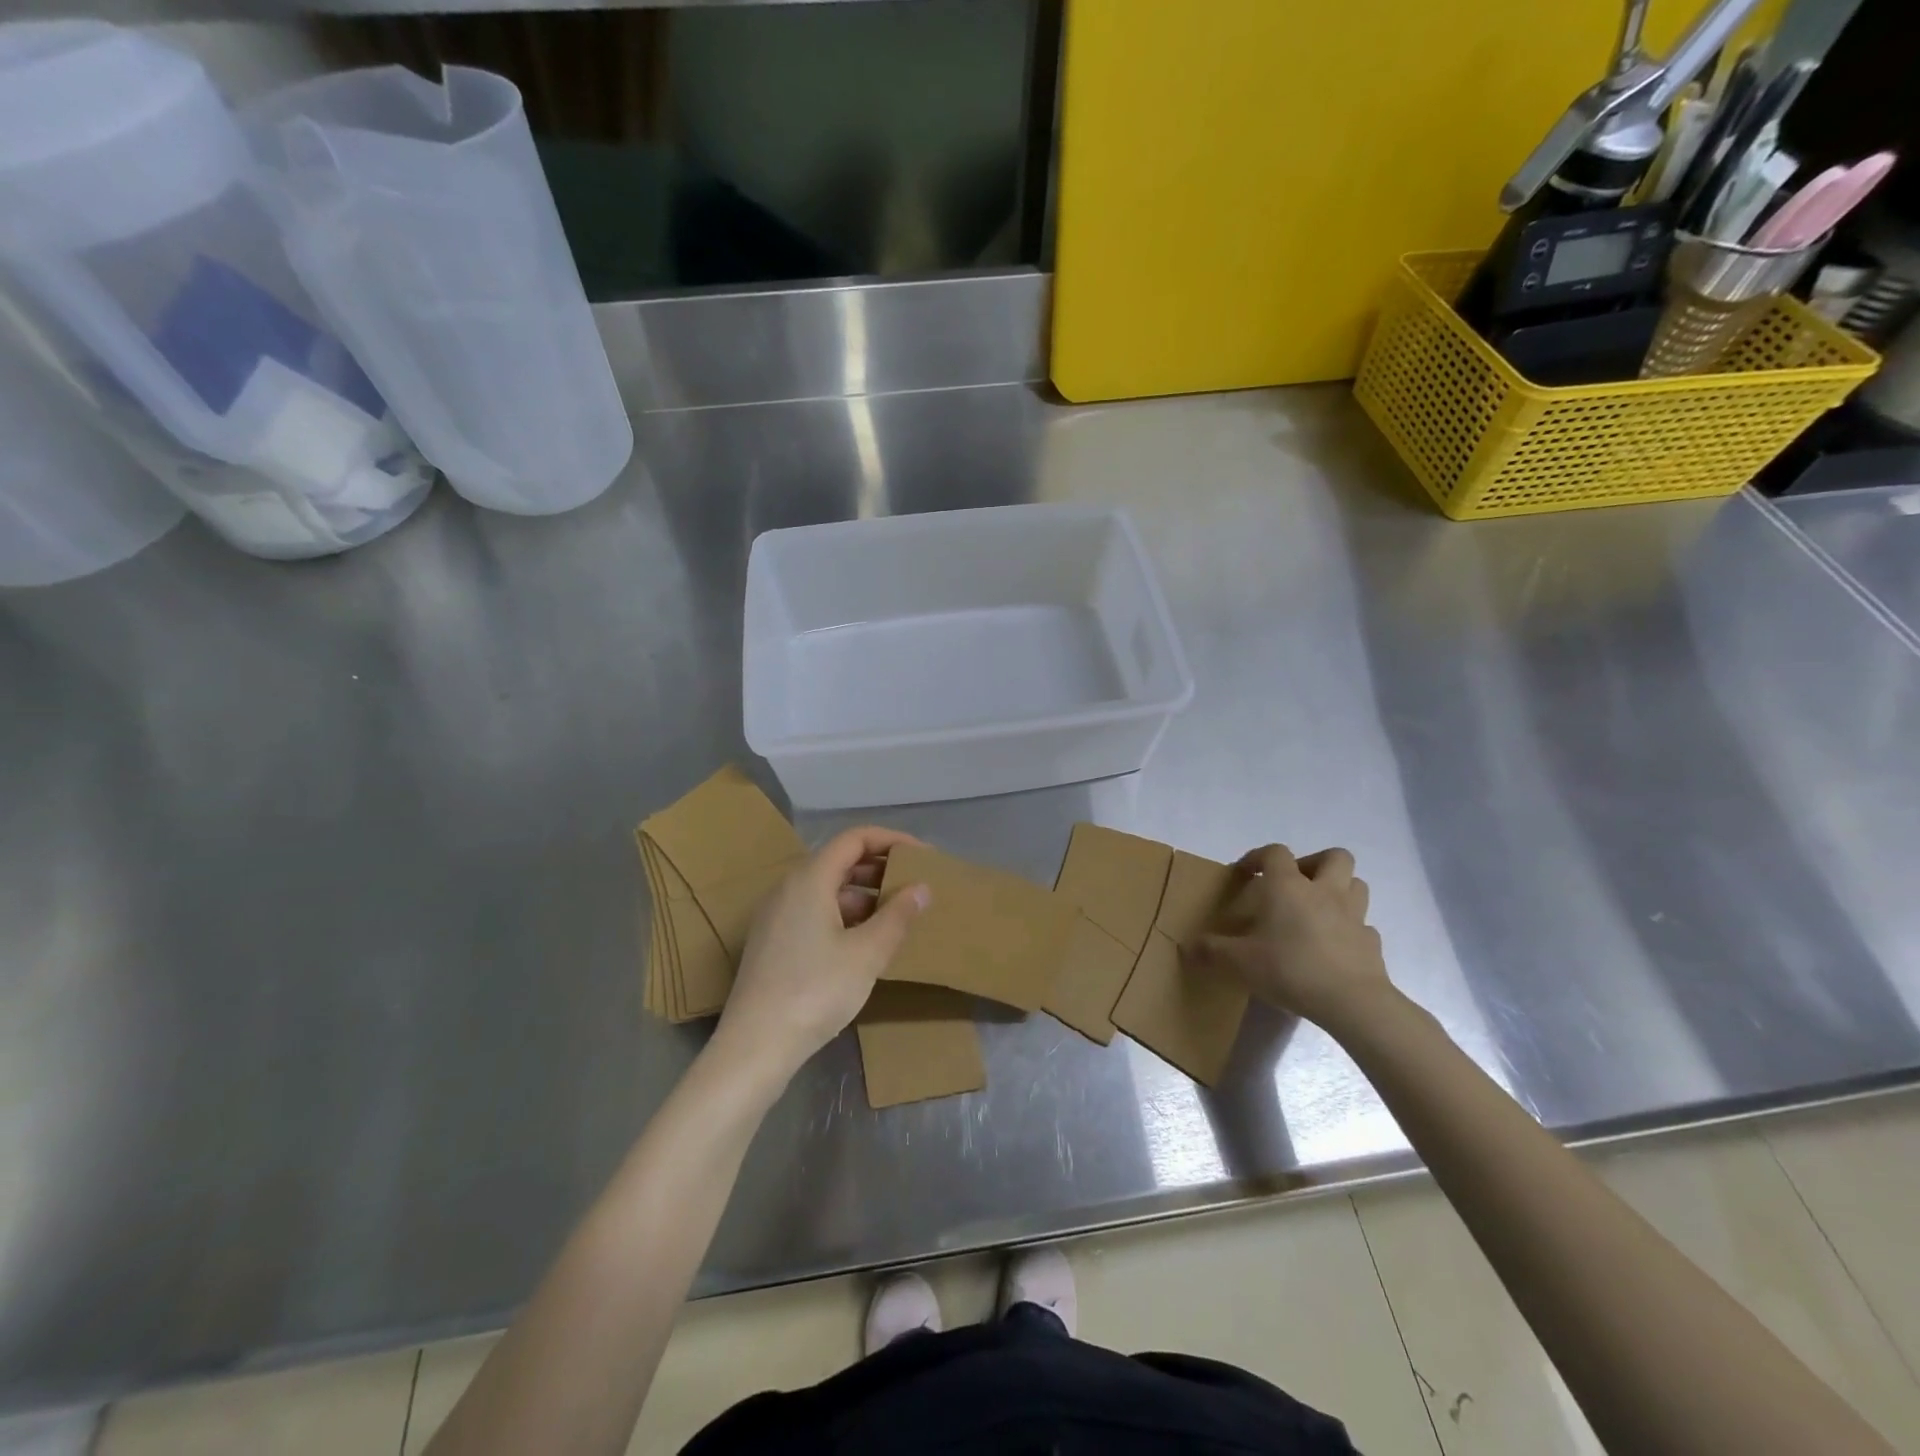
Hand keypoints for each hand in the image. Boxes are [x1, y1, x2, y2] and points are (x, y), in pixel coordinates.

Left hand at [711, 826, 930, 1085]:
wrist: (755, 1046)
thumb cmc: (815, 991)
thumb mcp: (867, 954)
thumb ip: (897, 916)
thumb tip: (922, 888)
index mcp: (809, 879)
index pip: (854, 839)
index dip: (890, 840)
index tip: (922, 856)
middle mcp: (788, 888)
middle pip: (838, 861)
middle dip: (879, 867)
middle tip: (914, 885)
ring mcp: (776, 916)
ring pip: (826, 889)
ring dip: (863, 894)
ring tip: (896, 916)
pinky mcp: (772, 942)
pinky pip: (814, 911)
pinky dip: (844, 915)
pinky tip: (864, 942)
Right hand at [1183, 845, 1394, 1033]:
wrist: (1351, 1002)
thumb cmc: (1290, 968)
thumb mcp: (1239, 962)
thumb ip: (1211, 951)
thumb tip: (1186, 946)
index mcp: (1288, 886)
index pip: (1275, 853)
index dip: (1257, 856)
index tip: (1244, 873)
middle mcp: (1324, 891)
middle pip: (1333, 856)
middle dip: (1314, 863)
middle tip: (1294, 884)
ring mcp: (1354, 916)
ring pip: (1356, 885)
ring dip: (1339, 889)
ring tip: (1317, 909)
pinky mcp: (1371, 943)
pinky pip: (1363, 925)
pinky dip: (1350, 929)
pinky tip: (1334, 945)